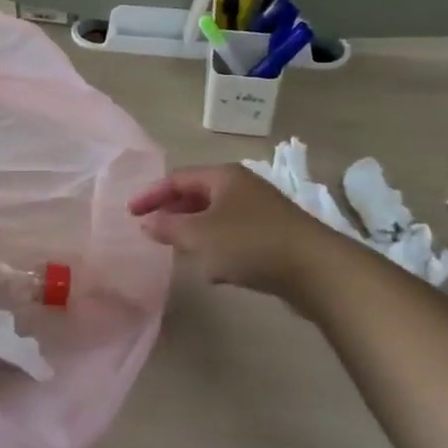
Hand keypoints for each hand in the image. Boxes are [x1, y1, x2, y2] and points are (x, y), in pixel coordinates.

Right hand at [129, 164, 329, 297]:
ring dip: (193, 232)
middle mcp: (241, 186)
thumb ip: (169, 228)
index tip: (130, 213)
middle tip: (150, 230)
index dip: (151, 194)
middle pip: (197, 195)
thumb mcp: (201, 236)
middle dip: (172, 212)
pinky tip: (212, 271)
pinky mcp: (273, 236)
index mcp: (223, 176)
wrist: (317, 270)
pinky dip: (216, 247)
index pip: (177, 178)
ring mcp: (260, 211)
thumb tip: (147, 222)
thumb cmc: (251, 244)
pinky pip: (233, 235)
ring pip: (215, 217)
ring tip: (176, 250)